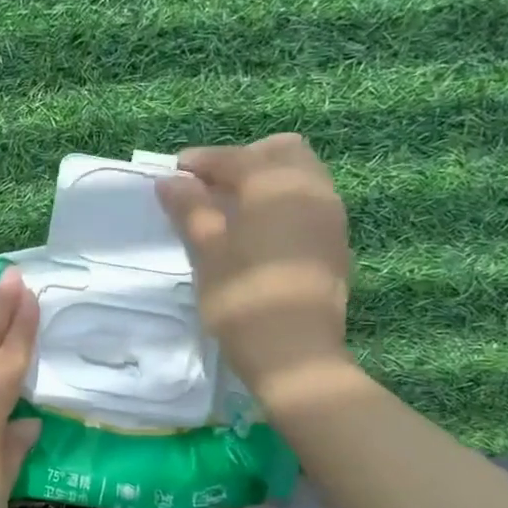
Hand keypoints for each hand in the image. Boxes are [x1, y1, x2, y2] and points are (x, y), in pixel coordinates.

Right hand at [155, 134, 352, 400]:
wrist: (296, 356)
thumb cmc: (243, 300)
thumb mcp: (208, 253)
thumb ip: (191, 210)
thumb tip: (171, 180)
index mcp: (276, 186)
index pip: (236, 158)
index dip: (202, 162)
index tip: (175, 173)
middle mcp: (311, 190)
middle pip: (281, 152)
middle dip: (243, 160)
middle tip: (210, 187)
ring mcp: (330, 216)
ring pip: (300, 175)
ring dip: (265, 180)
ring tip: (230, 209)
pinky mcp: (335, 243)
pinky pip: (309, 202)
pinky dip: (282, 202)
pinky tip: (257, 231)